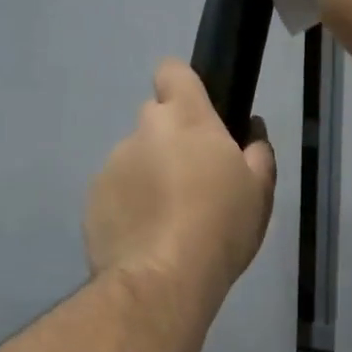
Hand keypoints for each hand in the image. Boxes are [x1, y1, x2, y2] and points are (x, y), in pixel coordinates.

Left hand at [84, 59, 276, 306]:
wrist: (163, 280)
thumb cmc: (221, 227)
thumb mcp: (260, 191)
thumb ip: (258, 151)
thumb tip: (252, 130)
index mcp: (187, 119)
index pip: (173, 71)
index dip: (183, 87)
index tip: (199, 114)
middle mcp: (143, 130)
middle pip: (155, 118)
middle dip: (171, 139)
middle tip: (193, 179)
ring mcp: (112, 164)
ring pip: (135, 157)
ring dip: (149, 174)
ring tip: (169, 218)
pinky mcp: (92, 198)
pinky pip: (116, 190)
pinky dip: (129, 204)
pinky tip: (147, 236)